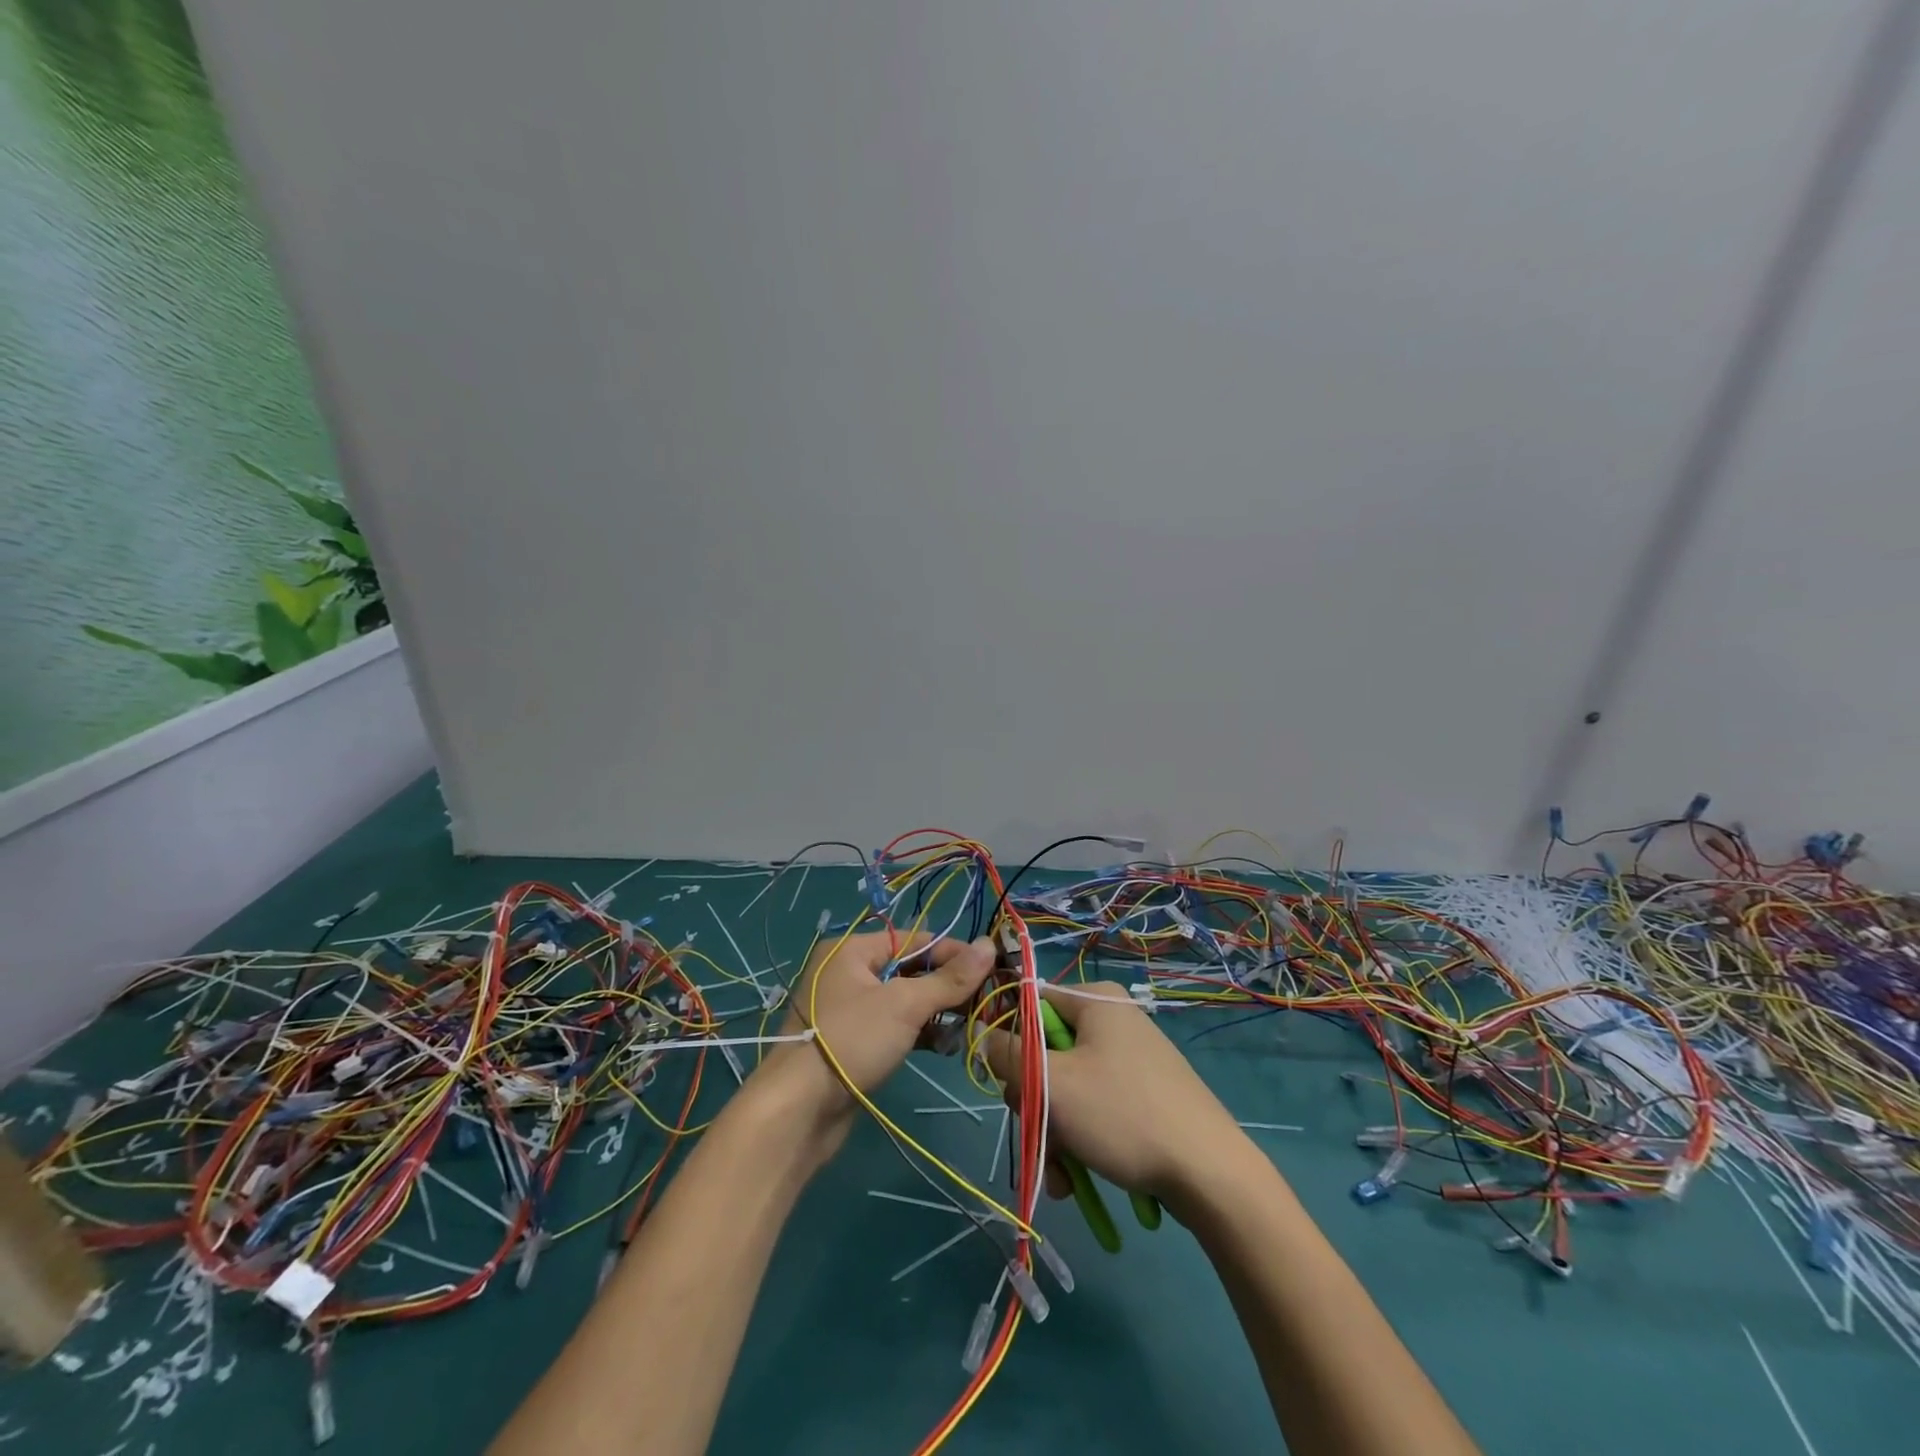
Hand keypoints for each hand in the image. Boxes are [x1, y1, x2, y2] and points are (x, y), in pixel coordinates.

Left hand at [758, 931, 994, 1143]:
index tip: (990, 968)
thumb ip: (950, 978)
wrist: (797, 1111)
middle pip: (910, 968)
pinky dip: (918, 1032)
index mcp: (852, 950)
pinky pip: (893, 1026)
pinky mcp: (853, 1042)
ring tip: (967, 1026)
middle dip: (946, 985)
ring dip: (936, 1012)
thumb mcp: (905, 1005)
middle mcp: (848, 972)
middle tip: (983, 1001)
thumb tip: (990, 945)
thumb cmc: (851, 1041)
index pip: (914, 938)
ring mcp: (849, 1009)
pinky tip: (944, 1046)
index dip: (953, 952)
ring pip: (903, 1000)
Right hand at [984, 982, 1249, 1213]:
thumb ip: (1008, 1055)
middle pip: (1047, 1053)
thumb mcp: (1052, 1083)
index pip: (1030, 1006)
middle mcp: (1113, 1021)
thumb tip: (986, 1036)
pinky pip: (1095, 1108)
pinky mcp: (1143, 1094)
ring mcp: (1131, 1059)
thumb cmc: (1123, 1115)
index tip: (1007, 1084)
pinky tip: (1077, 1181)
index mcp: (1095, 1001)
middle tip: (1039, 1136)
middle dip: (1036, 1104)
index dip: (1010, 1044)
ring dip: (1054, 1133)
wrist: (1211, 1174)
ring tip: (1061, 1177)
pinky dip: (1080, 1141)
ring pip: (1068, 1089)